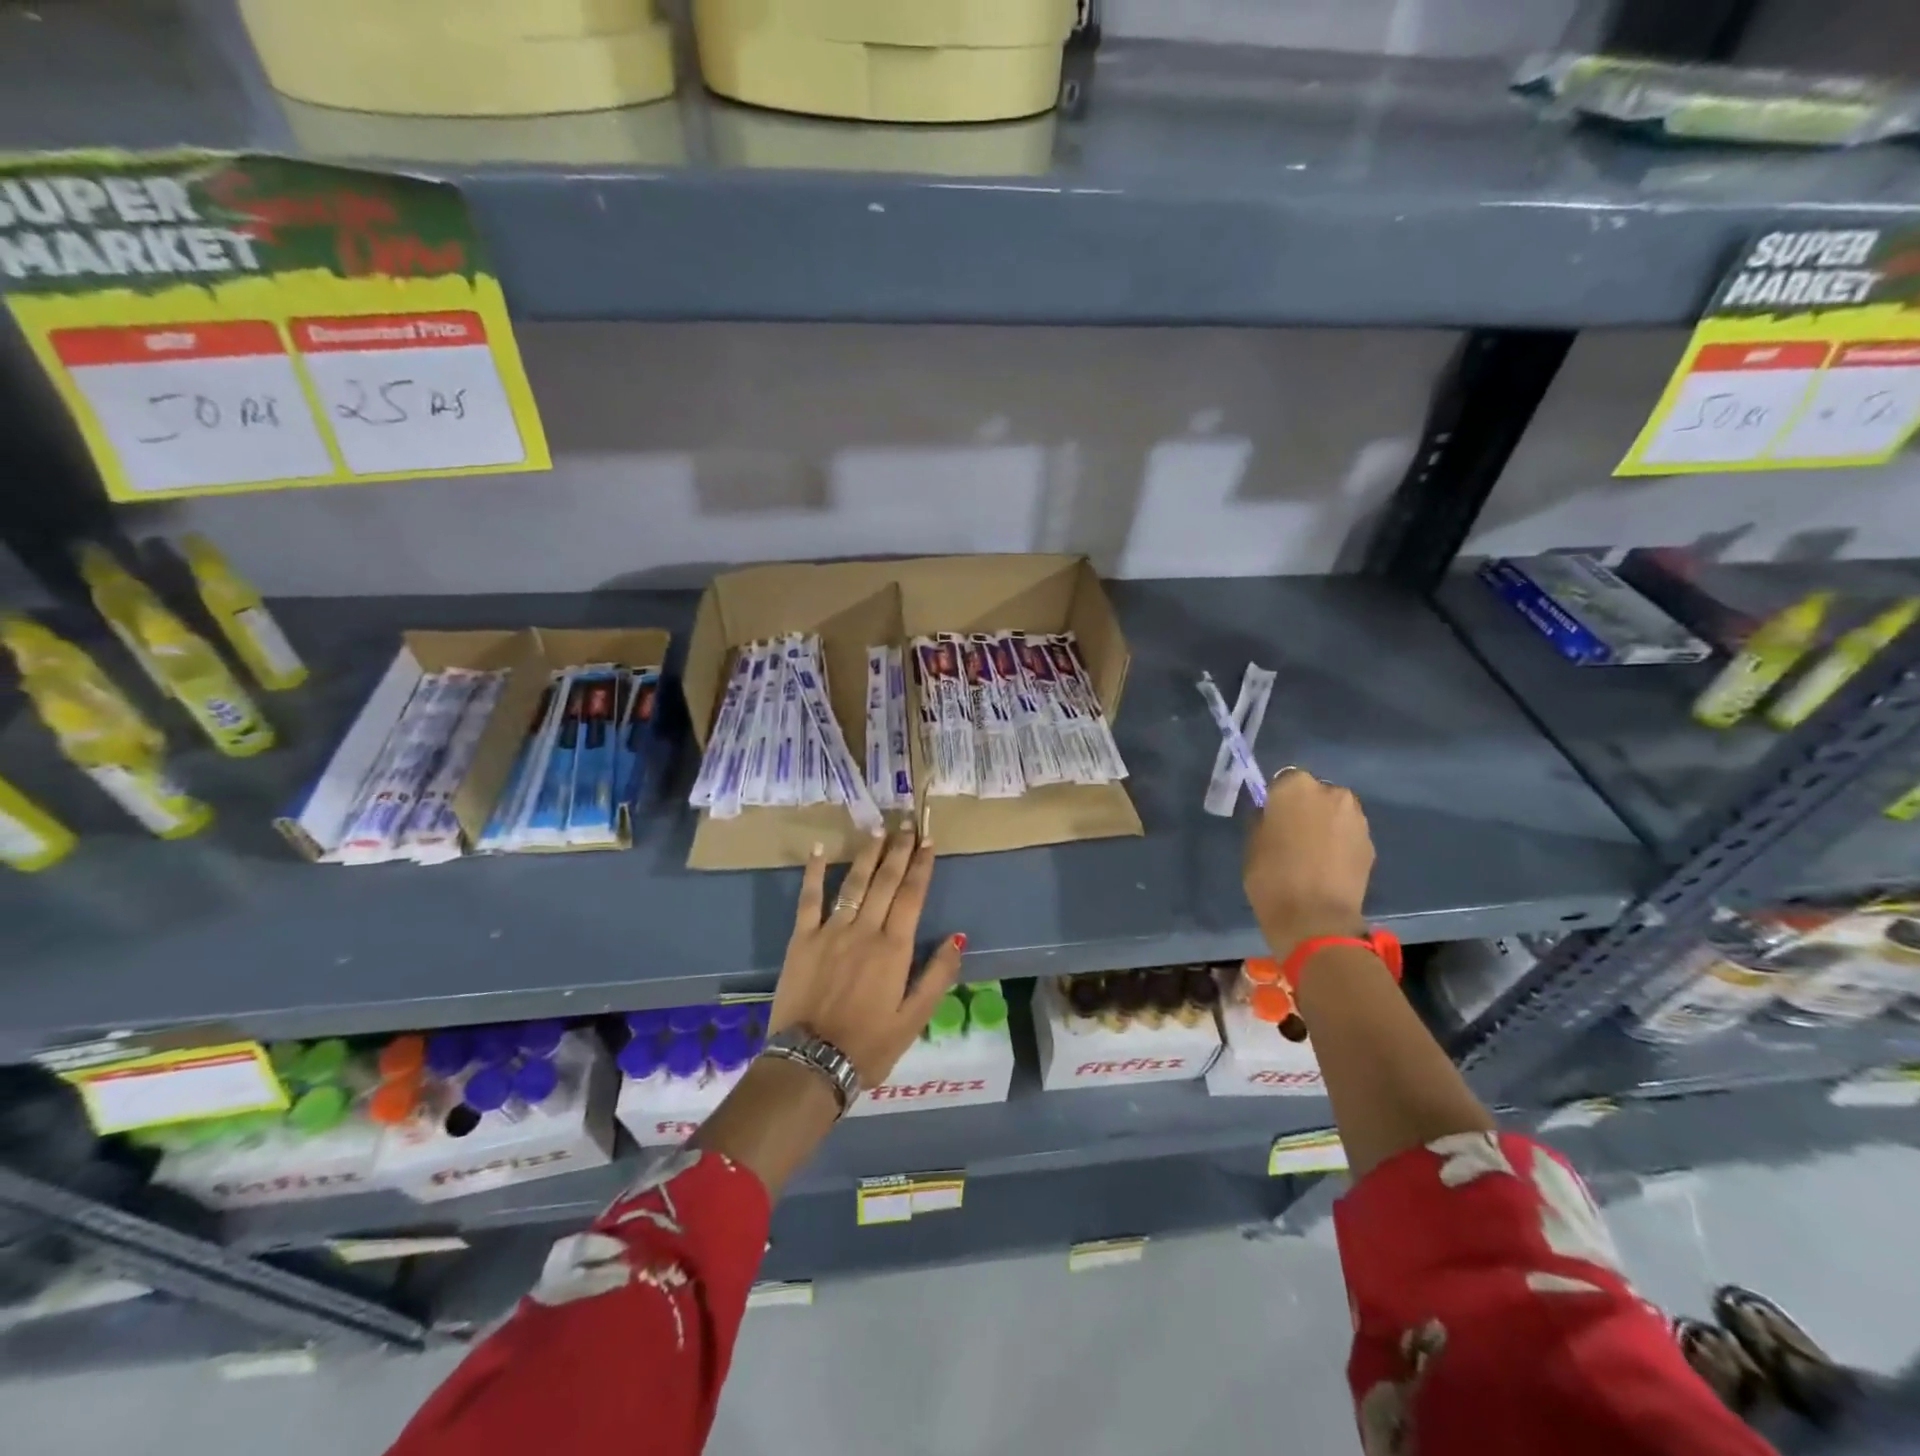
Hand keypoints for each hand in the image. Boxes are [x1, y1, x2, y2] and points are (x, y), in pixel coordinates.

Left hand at [769, 826, 965, 1086]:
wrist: (811, 1063)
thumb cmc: (869, 1045)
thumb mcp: (915, 1019)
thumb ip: (937, 975)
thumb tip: (958, 937)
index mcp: (894, 948)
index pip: (912, 896)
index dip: (921, 866)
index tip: (928, 841)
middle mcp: (864, 930)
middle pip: (886, 881)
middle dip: (899, 850)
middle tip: (907, 823)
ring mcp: (830, 931)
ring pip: (853, 883)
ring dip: (867, 854)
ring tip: (878, 829)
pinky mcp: (801, 939)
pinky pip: (808, 899)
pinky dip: (813, 872)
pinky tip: (819, 848)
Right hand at [1243, 769, 1373, 956]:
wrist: (1316, 919)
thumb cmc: (1272, 877)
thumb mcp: (1253, 844)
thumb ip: (1265, 821)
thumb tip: (1272, 816)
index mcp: (1295, 787)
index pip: (1284, 780)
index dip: (1277, 799)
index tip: (1272, 818)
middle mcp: (1330, 792)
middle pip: (1315, 792)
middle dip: (1306, 808)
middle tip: (1293, 834)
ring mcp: (1356, 817)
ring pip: (1335, 812)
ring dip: (1326, 824)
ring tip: (1312, 852)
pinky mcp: (1371, 843)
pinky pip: (1349, 834)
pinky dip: (1340, 843)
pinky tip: (1328, 865)